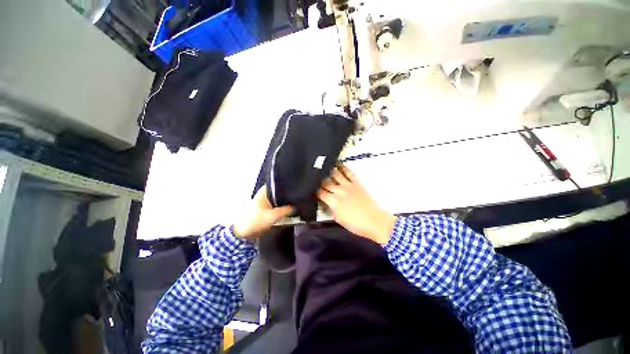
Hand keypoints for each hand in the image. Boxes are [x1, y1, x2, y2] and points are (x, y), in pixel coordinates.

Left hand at [233, 185, 293, 239]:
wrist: (243, 234)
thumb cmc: (256, 221)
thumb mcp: (273, 216)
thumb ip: (286, 210)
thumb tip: (296, 206)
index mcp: (263, 192)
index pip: (276, 184)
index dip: (285, 184)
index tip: (294, 186)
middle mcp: (264, 195)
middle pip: (278, 192)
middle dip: (286, 194)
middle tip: (296, 196)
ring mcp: (264, 203)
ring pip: (277, 200)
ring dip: (284, 202)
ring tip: (295, 202)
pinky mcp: (264, 210)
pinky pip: (275, 207)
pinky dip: (280, 208)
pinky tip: (288, 210)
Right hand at [317, 166, 396, 244]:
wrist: (373, 221)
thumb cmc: (355, 224)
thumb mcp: (338, 219)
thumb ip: (330, 209)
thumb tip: (325, 203)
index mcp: (333, 201)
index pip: (319, 193)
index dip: (314, 191)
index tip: (311, 189)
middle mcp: (339, 191)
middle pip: (325, 182)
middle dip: (319, 180)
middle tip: (315, 177)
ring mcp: (348, 185)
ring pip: (335, 175)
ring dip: (329, 170)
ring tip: (324, 166)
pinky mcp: (356, 183)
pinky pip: (349, 173)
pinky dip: (344, 168)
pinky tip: (339, 165)